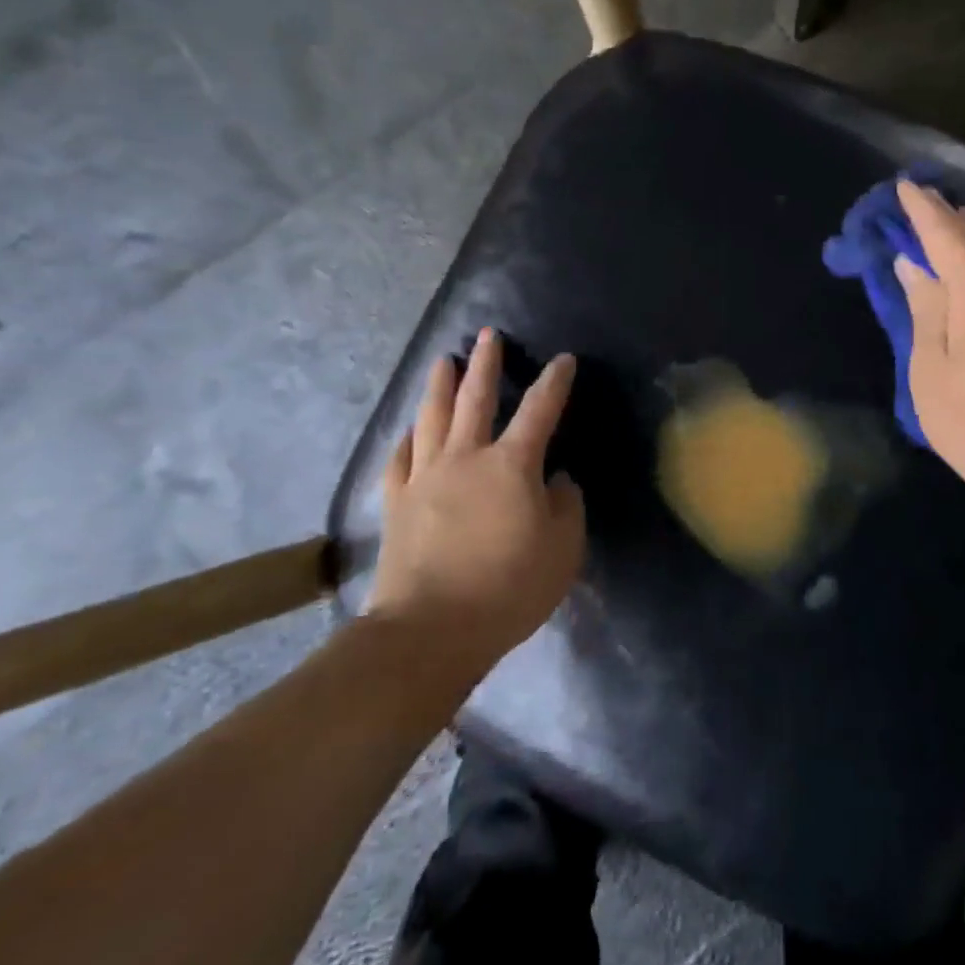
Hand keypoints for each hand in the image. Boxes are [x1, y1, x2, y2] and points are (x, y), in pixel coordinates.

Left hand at [365, 328, 585, 675]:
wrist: (431, 630)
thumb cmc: (508, 588)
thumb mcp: (563, 550)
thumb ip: (566, 507)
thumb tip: (556, 482)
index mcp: (512, 465)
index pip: (540, 410)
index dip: (554, 382)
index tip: (564, 359)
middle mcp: (466, 458)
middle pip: (476, 399)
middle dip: (486, 364)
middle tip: (488, 335)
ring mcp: (425, 477)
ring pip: (432, 418)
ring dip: (440, 386)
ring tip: (443, 361)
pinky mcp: (398, 502)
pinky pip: (400, 458)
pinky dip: (408, 438)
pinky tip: (410, 429)